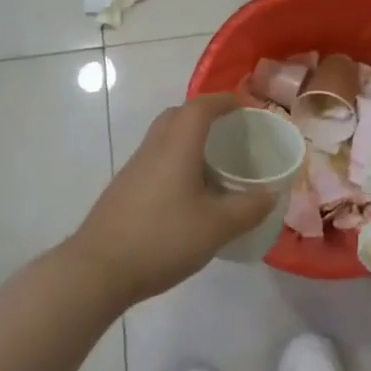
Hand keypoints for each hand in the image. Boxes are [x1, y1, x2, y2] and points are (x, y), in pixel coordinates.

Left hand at [65, 92, 275, 309]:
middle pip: (178, 115)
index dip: (224, 101)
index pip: (201, 107)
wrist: (98, 269)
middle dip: (204, 115)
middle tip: (229, 131)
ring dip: (188, 139)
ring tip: (213, 164)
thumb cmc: (162, 238)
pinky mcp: (124, 189)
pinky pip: (155, 160)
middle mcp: (154, 148)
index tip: (246, 107)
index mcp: (177, 146)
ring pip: (164, 138)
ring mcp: (134, 168)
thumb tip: (272, 194)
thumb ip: (248, 208)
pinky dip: (175, 162)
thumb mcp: (216, 227)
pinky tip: (188, 193)